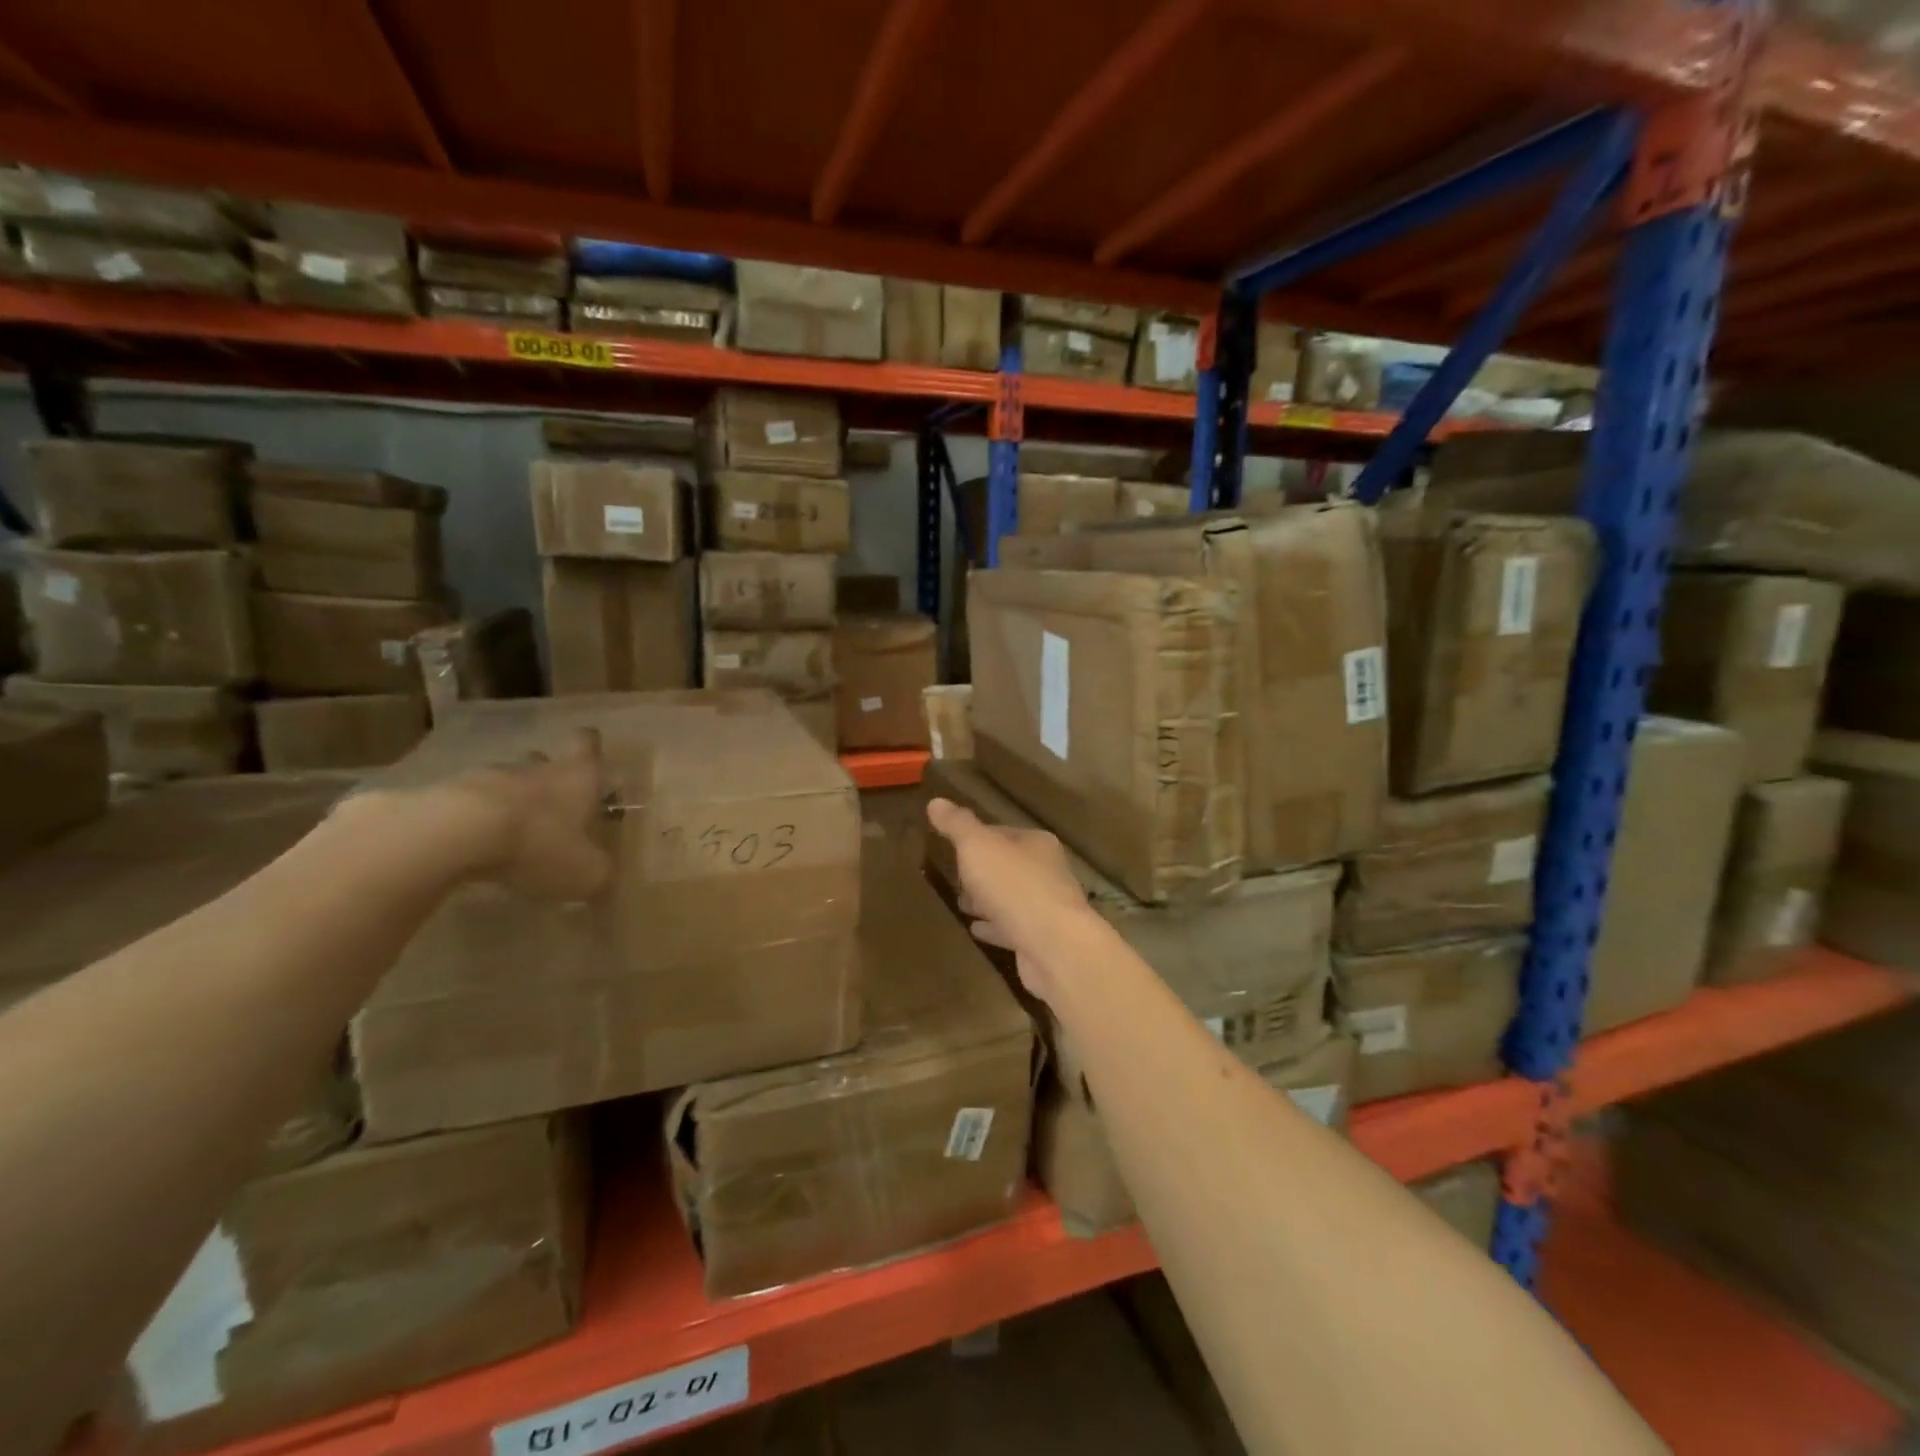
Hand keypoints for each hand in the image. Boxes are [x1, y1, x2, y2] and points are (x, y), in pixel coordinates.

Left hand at [451, 730, 614, 901]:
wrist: (454, 835)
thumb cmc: (538, 844)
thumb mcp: (585, 874)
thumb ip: (601, 877)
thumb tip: (607, 884)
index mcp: (577, 777)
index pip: (587, 743)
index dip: (590, 748)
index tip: (591, 760)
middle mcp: (536, 769)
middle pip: (543, 760)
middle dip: (548, 778)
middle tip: (554, 806)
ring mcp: (487, 778)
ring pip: (504, 781)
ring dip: (509, 800)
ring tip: (510, 832)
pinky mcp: (445, 795)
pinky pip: (466, 803)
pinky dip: (473, 819)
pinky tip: (473, 846)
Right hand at [926, 797, 1092, 1000]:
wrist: (1054, 947)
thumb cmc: (1014, 886)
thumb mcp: (977, 847)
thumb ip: (957, 825)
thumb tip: (936, 802)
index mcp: (1036, 843)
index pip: (1002, 833)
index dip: (976, 838)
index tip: (953, 846)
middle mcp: (1047, 872)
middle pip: (1007, 866)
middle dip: (982, 871)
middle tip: (955, 877)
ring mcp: (1046, 908)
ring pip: (1010, 898)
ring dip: (987, 900)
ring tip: (961, 903)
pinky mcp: (1041, 940)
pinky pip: (1011, 928)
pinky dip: (994, 927)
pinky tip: (976, 930)